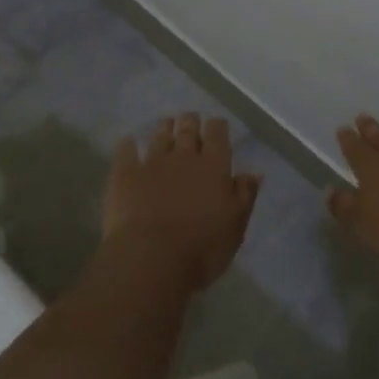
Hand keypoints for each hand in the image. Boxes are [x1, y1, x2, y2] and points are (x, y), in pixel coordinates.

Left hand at [104, 113, 261, 291]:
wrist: (150, 259)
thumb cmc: (202, 248)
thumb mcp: (235, 226)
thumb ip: (244, 195)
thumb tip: (254, 173)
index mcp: (214, 166)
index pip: (217, 134)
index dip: (217, 126)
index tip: (217, 126)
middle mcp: (184, 156)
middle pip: (188, 128)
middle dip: (190, 122)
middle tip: (190, 119)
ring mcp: (152, 163)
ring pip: (159, 136)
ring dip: (164, 128)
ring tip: (166, 125)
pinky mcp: (125, 175)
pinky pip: (126, 151)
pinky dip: (129, 145)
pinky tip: (129, 143)